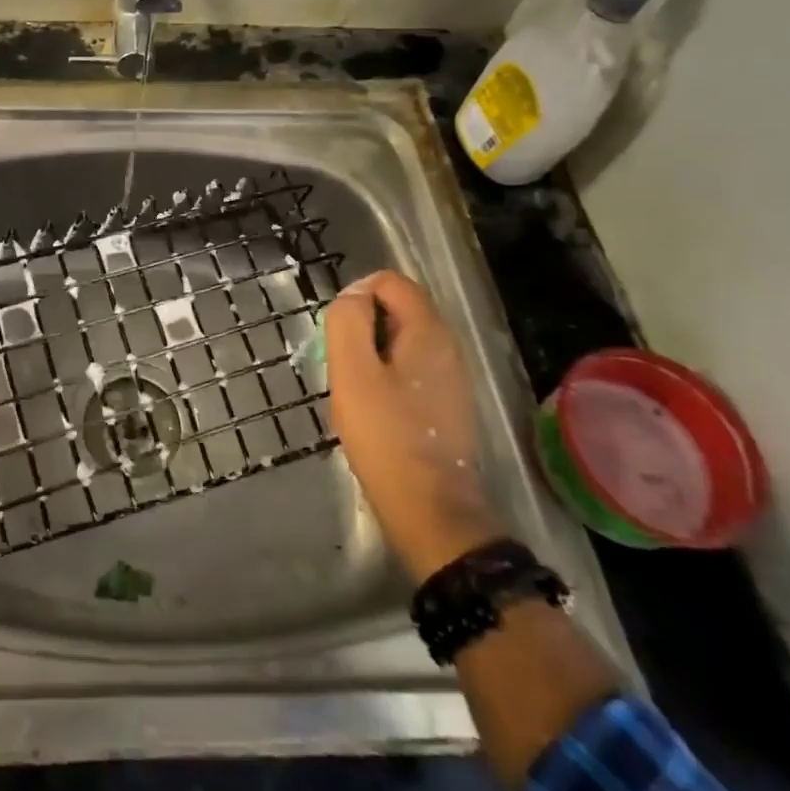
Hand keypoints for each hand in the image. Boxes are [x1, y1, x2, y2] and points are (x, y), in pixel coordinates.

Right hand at [326, 271, 503, 580]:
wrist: (429, 508)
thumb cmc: (385, 435)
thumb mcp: (352, 371)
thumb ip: (348, 321)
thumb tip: (353, 296)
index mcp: (428, 331)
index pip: (391, 282)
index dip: (357, 294)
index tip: (337, 331)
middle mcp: (448, 346)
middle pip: (398, 309)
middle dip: (363, 325)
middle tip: (341, 362)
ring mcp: (451, 377)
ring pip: (402, 341)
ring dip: (372, 353)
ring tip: (353, 387)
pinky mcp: (448, 405)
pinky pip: (411, 369)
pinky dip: (387, 376)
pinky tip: (373, 409)